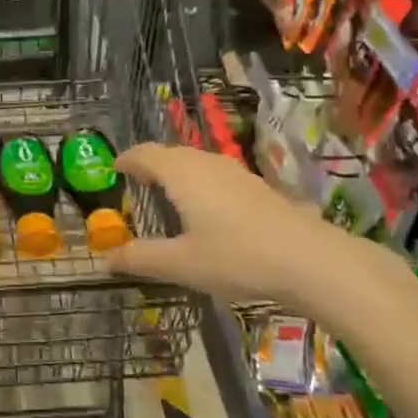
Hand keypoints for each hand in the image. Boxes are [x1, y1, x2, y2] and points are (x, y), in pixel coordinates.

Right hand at [103, 144, 398, 319]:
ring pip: (196, 162)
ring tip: (167, 194)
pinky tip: (207, 209)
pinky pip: (215, 173)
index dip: (126, 159)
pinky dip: (199, 182)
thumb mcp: (181, 264)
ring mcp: (235, 172)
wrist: (311, 260)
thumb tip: (105, 258)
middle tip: (136, 183)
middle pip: (170, 154)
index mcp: (181, 174)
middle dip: (150, 164)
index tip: (113, 168)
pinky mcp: (257, 186)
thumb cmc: (237, 257)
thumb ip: (141, 259)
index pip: (145, 154)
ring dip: (176, 172)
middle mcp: (206, 163)